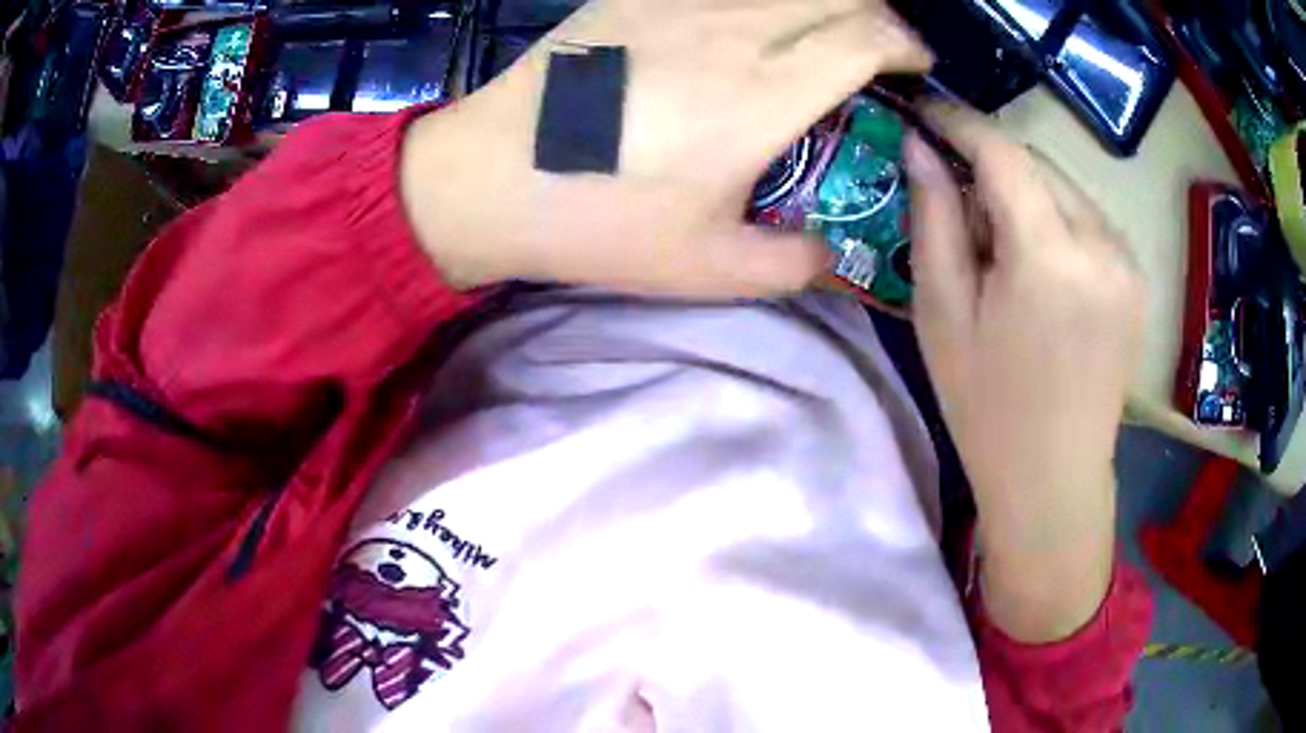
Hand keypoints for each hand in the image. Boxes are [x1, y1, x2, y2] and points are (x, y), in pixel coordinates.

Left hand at [400, 0, 929, 296]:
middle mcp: (733, 30)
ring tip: (823, 35)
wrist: (492, 177)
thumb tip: (829, 251)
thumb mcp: (707, 268)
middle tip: (878, 51)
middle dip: (878, 14)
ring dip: (825, 0)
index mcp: (762, 94)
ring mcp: (680, 1)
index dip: (906, 45)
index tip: (914, 68)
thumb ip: (791, 264)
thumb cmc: (599, 221)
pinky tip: (753, 25)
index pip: (867, 36)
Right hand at [906, 106, 1144, 641]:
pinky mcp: (1135, 278)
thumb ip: (935, 218)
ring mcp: (1126, 261)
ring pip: (1065, 186)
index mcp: (1050, 256)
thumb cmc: (987, 407)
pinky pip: (1088, 218)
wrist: (1053, 479)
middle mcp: (1101, 244)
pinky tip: (1036, 259)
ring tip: (995, 235)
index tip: (924, 114)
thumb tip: (921, 149)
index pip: (1003, 151)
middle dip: (991, 161)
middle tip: (953, 189)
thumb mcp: (942, 314)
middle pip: (1037, 162)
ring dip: (1024, 189)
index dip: (959, 123)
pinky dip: (1054, 216)